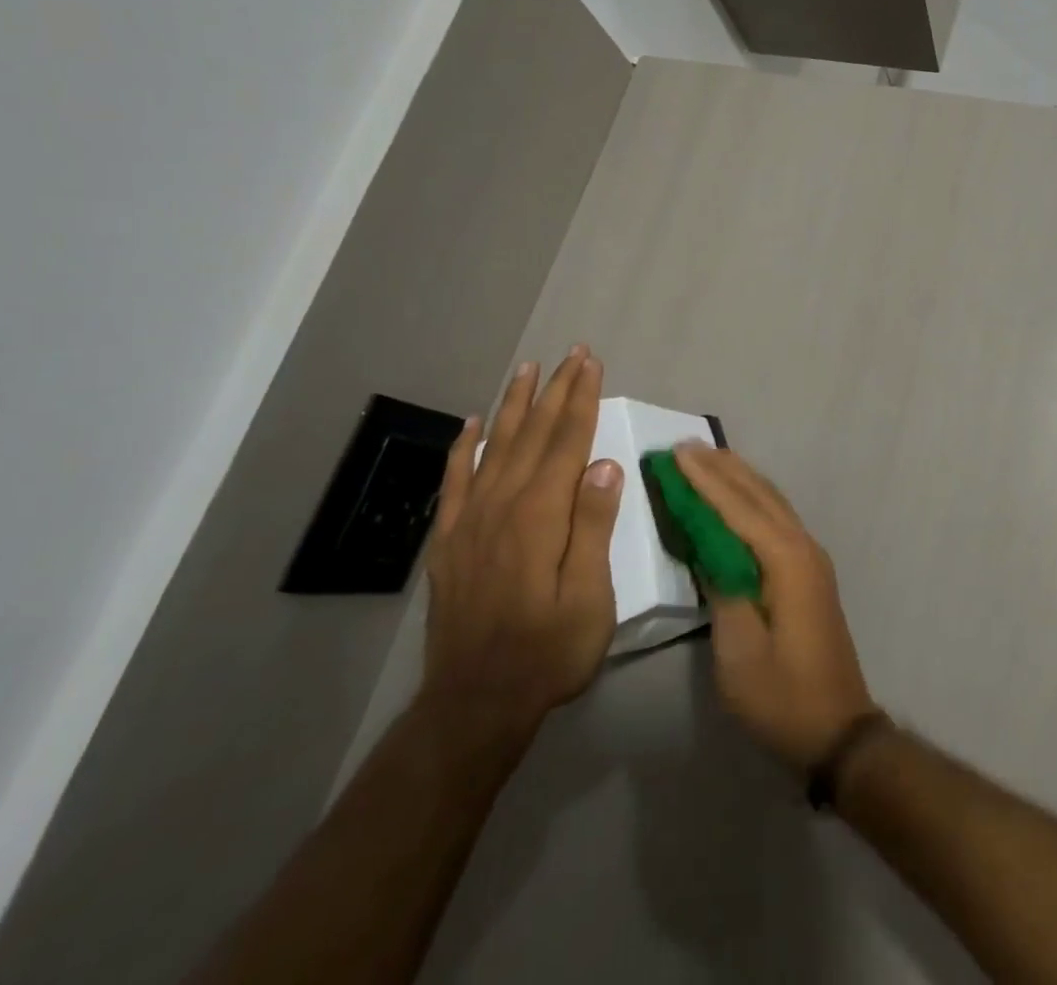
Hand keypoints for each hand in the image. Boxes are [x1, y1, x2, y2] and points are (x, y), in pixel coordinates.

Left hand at [420, 346, 622, 729]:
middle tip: (572, 353)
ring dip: (515, 404)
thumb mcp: (589, 598)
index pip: (567, 442)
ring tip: (528, 369)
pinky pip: (456, 479)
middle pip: (534, 434)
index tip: (592, 364)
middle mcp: (503, 505)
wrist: (474, 703)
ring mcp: (470, 520)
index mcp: (541, 516)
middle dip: (556, 390)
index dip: (582, 399)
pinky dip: (465, 446)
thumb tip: (606, 465)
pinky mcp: (450, 540)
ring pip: (496, 446)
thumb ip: (593, 528)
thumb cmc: (547, 653)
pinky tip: (473, 423)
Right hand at [674, 443, 877, 769]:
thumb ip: (723, 590)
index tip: (677, 452)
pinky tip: (739, 497)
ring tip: (709, 457)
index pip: (738, 508)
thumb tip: (709, 548)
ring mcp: (810, 557)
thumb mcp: (739, 652)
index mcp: (785, 561)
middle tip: (686, 445)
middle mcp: (802, 546)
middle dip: (721, 468)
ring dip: (739, 478)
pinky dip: (753, 499)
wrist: (838, 729)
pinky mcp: (810, 571)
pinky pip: (777, 518)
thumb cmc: (782, 695)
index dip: (705, 480)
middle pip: (758, 495)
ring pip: (771, 502)